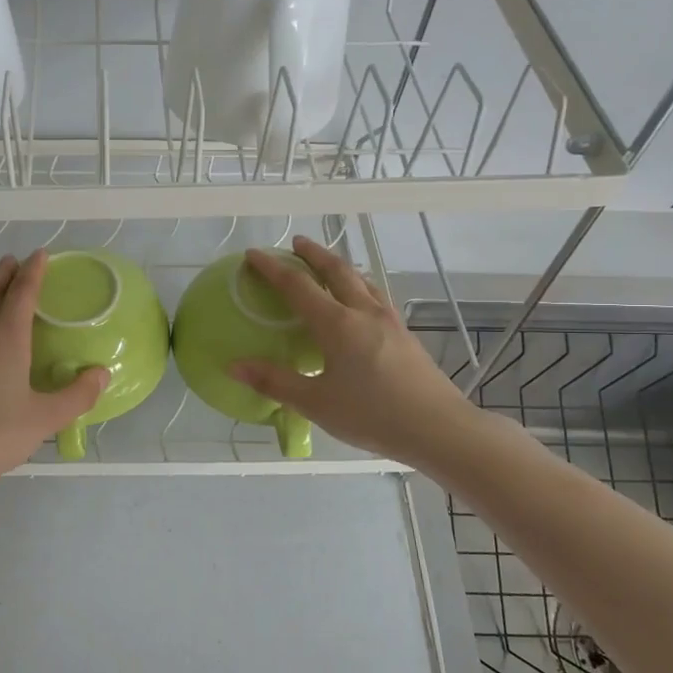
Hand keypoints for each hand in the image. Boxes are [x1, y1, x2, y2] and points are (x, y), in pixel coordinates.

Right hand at [230, 236, 477, 467]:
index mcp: (337, 325)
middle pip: (336, 270)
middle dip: (313, 253)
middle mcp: (363, 312)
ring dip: (339, 265)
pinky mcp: (404, 333)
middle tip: (296, 243)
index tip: (253, 255)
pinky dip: (358, 285)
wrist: (439, 428)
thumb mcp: (316, 403)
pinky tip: (360, 300)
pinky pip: (375, 295)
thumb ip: (275, 382)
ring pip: (361, 280)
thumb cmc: (373, 415)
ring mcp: (388, 320)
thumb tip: (234, 366)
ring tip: (326, 265)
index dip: (272, 268)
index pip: (297, 285)